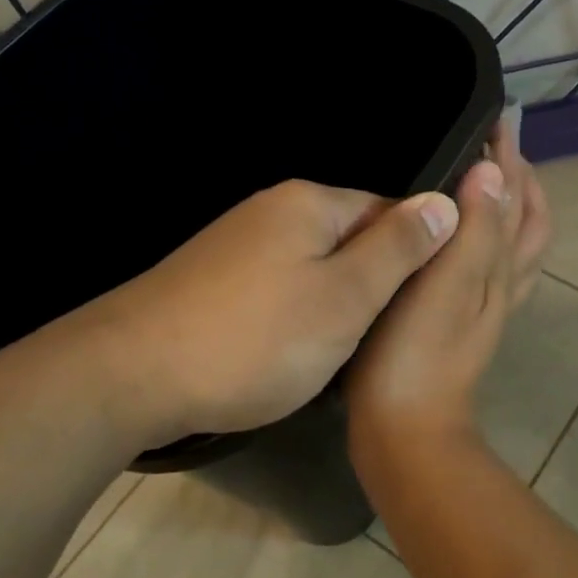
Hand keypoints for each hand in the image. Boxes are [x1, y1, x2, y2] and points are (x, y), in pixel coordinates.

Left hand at [69, 179, 459, 451]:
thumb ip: (399, 249)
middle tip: (373, 338)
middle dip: (369, 285)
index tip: (414, 310)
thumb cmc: (256, 338)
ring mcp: (238, 242)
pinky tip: (287, 348)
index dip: (411, 260)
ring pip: (315, 267)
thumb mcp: (346, 298)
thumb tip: (446, 201)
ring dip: (332, 304)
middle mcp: (274, 209)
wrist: (130, 376)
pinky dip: (293, 314)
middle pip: (351, 238)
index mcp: (311, 202)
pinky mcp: (214, 276)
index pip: (390, 212)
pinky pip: (279, 285)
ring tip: (333, 350)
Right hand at [346, 117, 549, 469]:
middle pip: (526, 224)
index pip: (518, 201)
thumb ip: (474, 230)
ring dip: (505, 208)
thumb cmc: (414, 355)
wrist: (403, 429)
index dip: (511, 160)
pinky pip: (484, 268)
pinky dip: (482, 240)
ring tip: (479, 181)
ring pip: (510, 247)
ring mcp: (482, 306)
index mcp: (499, 268)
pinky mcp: (458, 321)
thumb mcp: (446, 286)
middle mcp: (501, 283)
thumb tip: (494, 171)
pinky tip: (452, 239)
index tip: (496, 121)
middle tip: (492, 146)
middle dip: (517, 180)